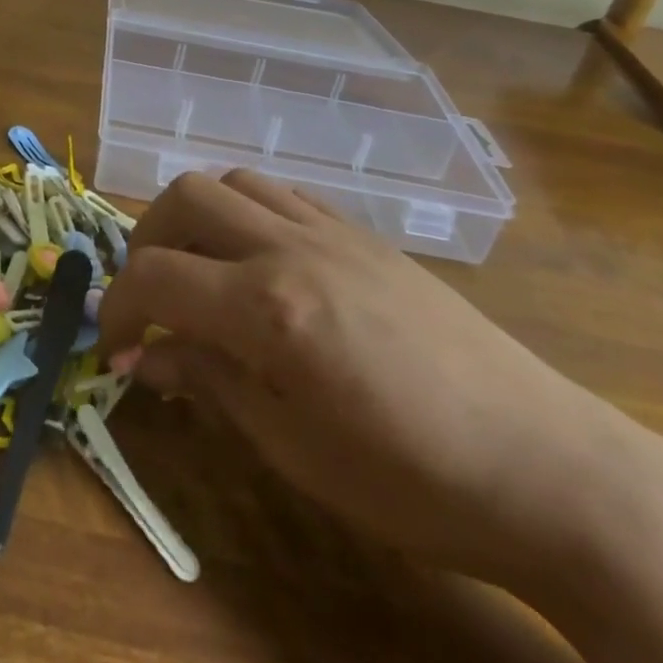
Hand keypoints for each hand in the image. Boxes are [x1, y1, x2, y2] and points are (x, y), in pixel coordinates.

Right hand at [97, 170, 662, 588]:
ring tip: (199, 270)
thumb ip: (209, 383)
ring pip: (234, 181)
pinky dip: (249, 212)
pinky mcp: (365, 235)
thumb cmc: (413, 481)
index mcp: (267, 306)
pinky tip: (261, 261)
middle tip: (149, 297)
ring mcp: (332, 231)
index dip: (118, 308)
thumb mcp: (293, 449)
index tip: (114, 346)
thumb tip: (144, 356)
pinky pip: (285, 194)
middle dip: (147, 241)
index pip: (156, 276)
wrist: (549, 468)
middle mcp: (291, 246)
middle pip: (185, 198)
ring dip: (196, 216)